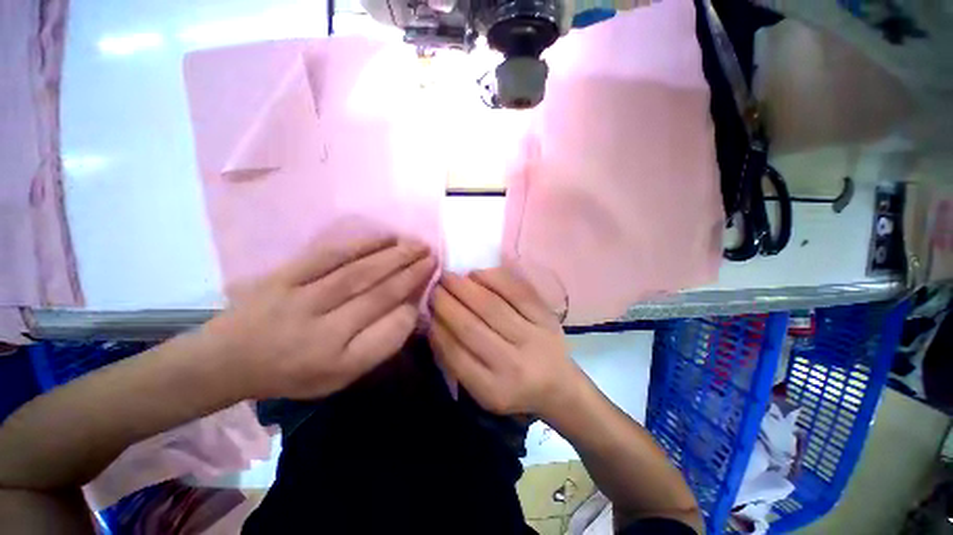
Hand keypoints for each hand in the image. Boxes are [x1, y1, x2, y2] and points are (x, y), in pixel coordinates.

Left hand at [201, 233, 436, 399]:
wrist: (228, 359)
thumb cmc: (293, 372)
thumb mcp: (340, 376)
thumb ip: (377, 345)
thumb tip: (408, 309)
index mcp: (337, 362)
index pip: (390, 331)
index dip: (414, 306)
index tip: (430, 286)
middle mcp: (322, 332)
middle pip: (378, 295)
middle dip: (412, 273)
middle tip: (433, 256)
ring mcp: (300, 300)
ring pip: (359, 272)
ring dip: (394, 256)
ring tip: (418, 245)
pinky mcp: (284, 277)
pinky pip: (329, 256)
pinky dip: (361, 244)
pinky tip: (385, 237)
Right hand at [429, 268, 584, 417]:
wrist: (560, 386)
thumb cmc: (514, 389)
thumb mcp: (482, 390)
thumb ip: (456, 362)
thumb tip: (434, 323)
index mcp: (493, 390)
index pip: (455, 353)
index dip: (437, 326)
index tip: (426, 308)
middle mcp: (513, 365)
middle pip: (471, 326)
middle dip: (446, 302)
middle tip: (434, 285)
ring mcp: (533, 338)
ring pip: (492, 306)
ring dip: (465, 287)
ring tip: (449, 276)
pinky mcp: (547, 318)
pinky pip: (518, 292)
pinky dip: (494, 279)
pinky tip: (477, 274)